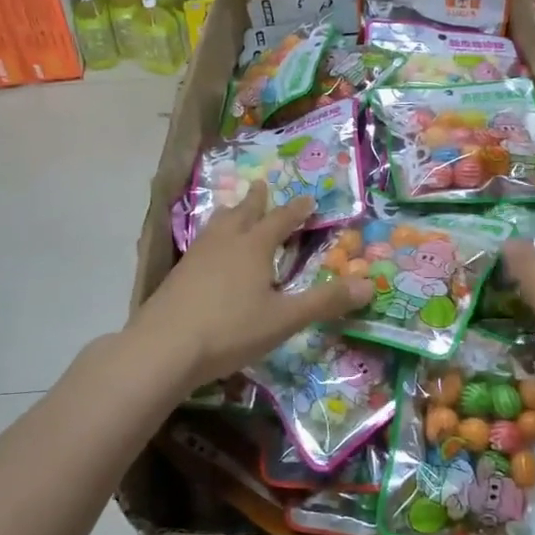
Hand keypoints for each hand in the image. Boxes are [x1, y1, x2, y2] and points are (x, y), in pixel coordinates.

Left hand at [131, 182, 373, 391]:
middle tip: (261, 186)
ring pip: (217, 226)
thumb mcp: (285, 319)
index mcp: (254, 247)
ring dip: (230, 215)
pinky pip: (200, 245)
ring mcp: (196, 257)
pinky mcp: (177, 275)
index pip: (280, 221)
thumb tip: (370, 284)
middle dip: (256, 201)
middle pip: (243, 214)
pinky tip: (207, 253)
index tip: (308, 200)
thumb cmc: (231, 330)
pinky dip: (211, 238)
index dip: (296, 211)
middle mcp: (225, 243)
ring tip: (232, 211)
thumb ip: (325, 301)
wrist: (164, 347)